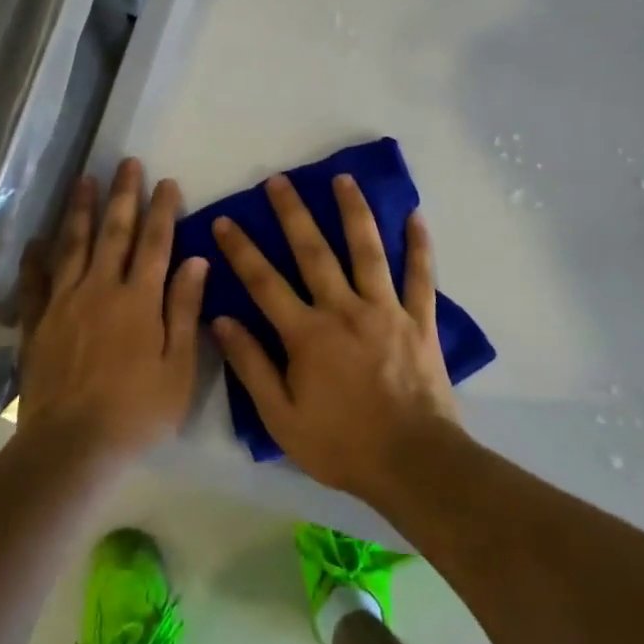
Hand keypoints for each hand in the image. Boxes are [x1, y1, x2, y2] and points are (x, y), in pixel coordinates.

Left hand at [16, 158, 207, 464]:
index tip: (166, 181)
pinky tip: (37, 239)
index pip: (155, 243)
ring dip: (80, 210)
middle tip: (126, 163)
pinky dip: (36, 257)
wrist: (71, 445)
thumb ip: (184, 311)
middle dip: (122, 195)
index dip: (162, 210)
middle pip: (114, 233)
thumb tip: (196, 261)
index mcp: (139, 300)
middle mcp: (100, 289)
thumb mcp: (178, 369)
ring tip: (84, 179)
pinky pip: (35, 281)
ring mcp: (64, 302)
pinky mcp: (36, 321)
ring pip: (73, 245)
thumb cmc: (136, 412)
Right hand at [211, 173, 461, 504]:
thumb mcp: (282, 418)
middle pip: (314, 251)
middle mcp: (345, 310)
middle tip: (279, 180)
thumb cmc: (342, 445)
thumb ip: (251, 366)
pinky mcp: (420, 321)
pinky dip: (419, 245)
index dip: (241, 249)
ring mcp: (386, 311)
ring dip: (353, 211)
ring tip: (343, 178)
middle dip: (293, 213)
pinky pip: (420, 276)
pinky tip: (415, 215)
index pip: (264, 281)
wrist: (414, 464)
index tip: (225, 220)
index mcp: (307, 333)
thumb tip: (222, 320)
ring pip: (367, 250)